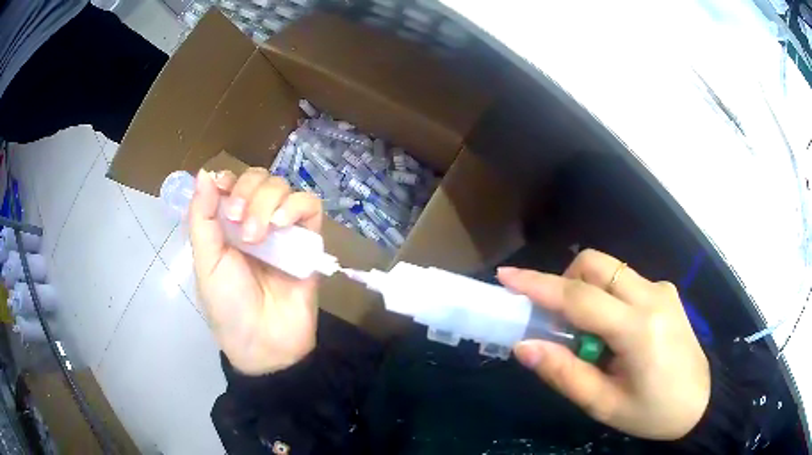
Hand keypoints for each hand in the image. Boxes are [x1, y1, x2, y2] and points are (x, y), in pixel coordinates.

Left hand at [189, 168, 321, 374]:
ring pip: (282, 186)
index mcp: (227, 226)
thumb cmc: (228, 307)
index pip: (232, 183)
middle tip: (237, 219)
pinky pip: (310, 206)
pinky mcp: (309, 240)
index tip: (222, 191)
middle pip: (258, 178)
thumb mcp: (206, 263)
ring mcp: (283, 230)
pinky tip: (282, 224)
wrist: (266, 344)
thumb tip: (204, 173)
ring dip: (266, 202)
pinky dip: (295, 206)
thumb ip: (202, 218)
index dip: (228, 179)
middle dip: (246, 192)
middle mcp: (255, 221)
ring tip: (258, 235)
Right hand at [498, 249, 709, 440]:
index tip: (506, 276)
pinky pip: (625, 282)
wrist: (701, 401)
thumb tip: (525, 345)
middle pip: (595, 265)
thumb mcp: (604, 405)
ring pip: (610, 270)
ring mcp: (662, 289)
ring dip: (585, 291)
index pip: (579, 297)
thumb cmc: (652, 412)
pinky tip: (613, 332)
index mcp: (638, 329)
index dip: (538, 285)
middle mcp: (652, 296)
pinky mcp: (666, 291)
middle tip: (557, 320)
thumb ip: (564, 374)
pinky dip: (605, 297)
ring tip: (589, 335)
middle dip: (564, 281)